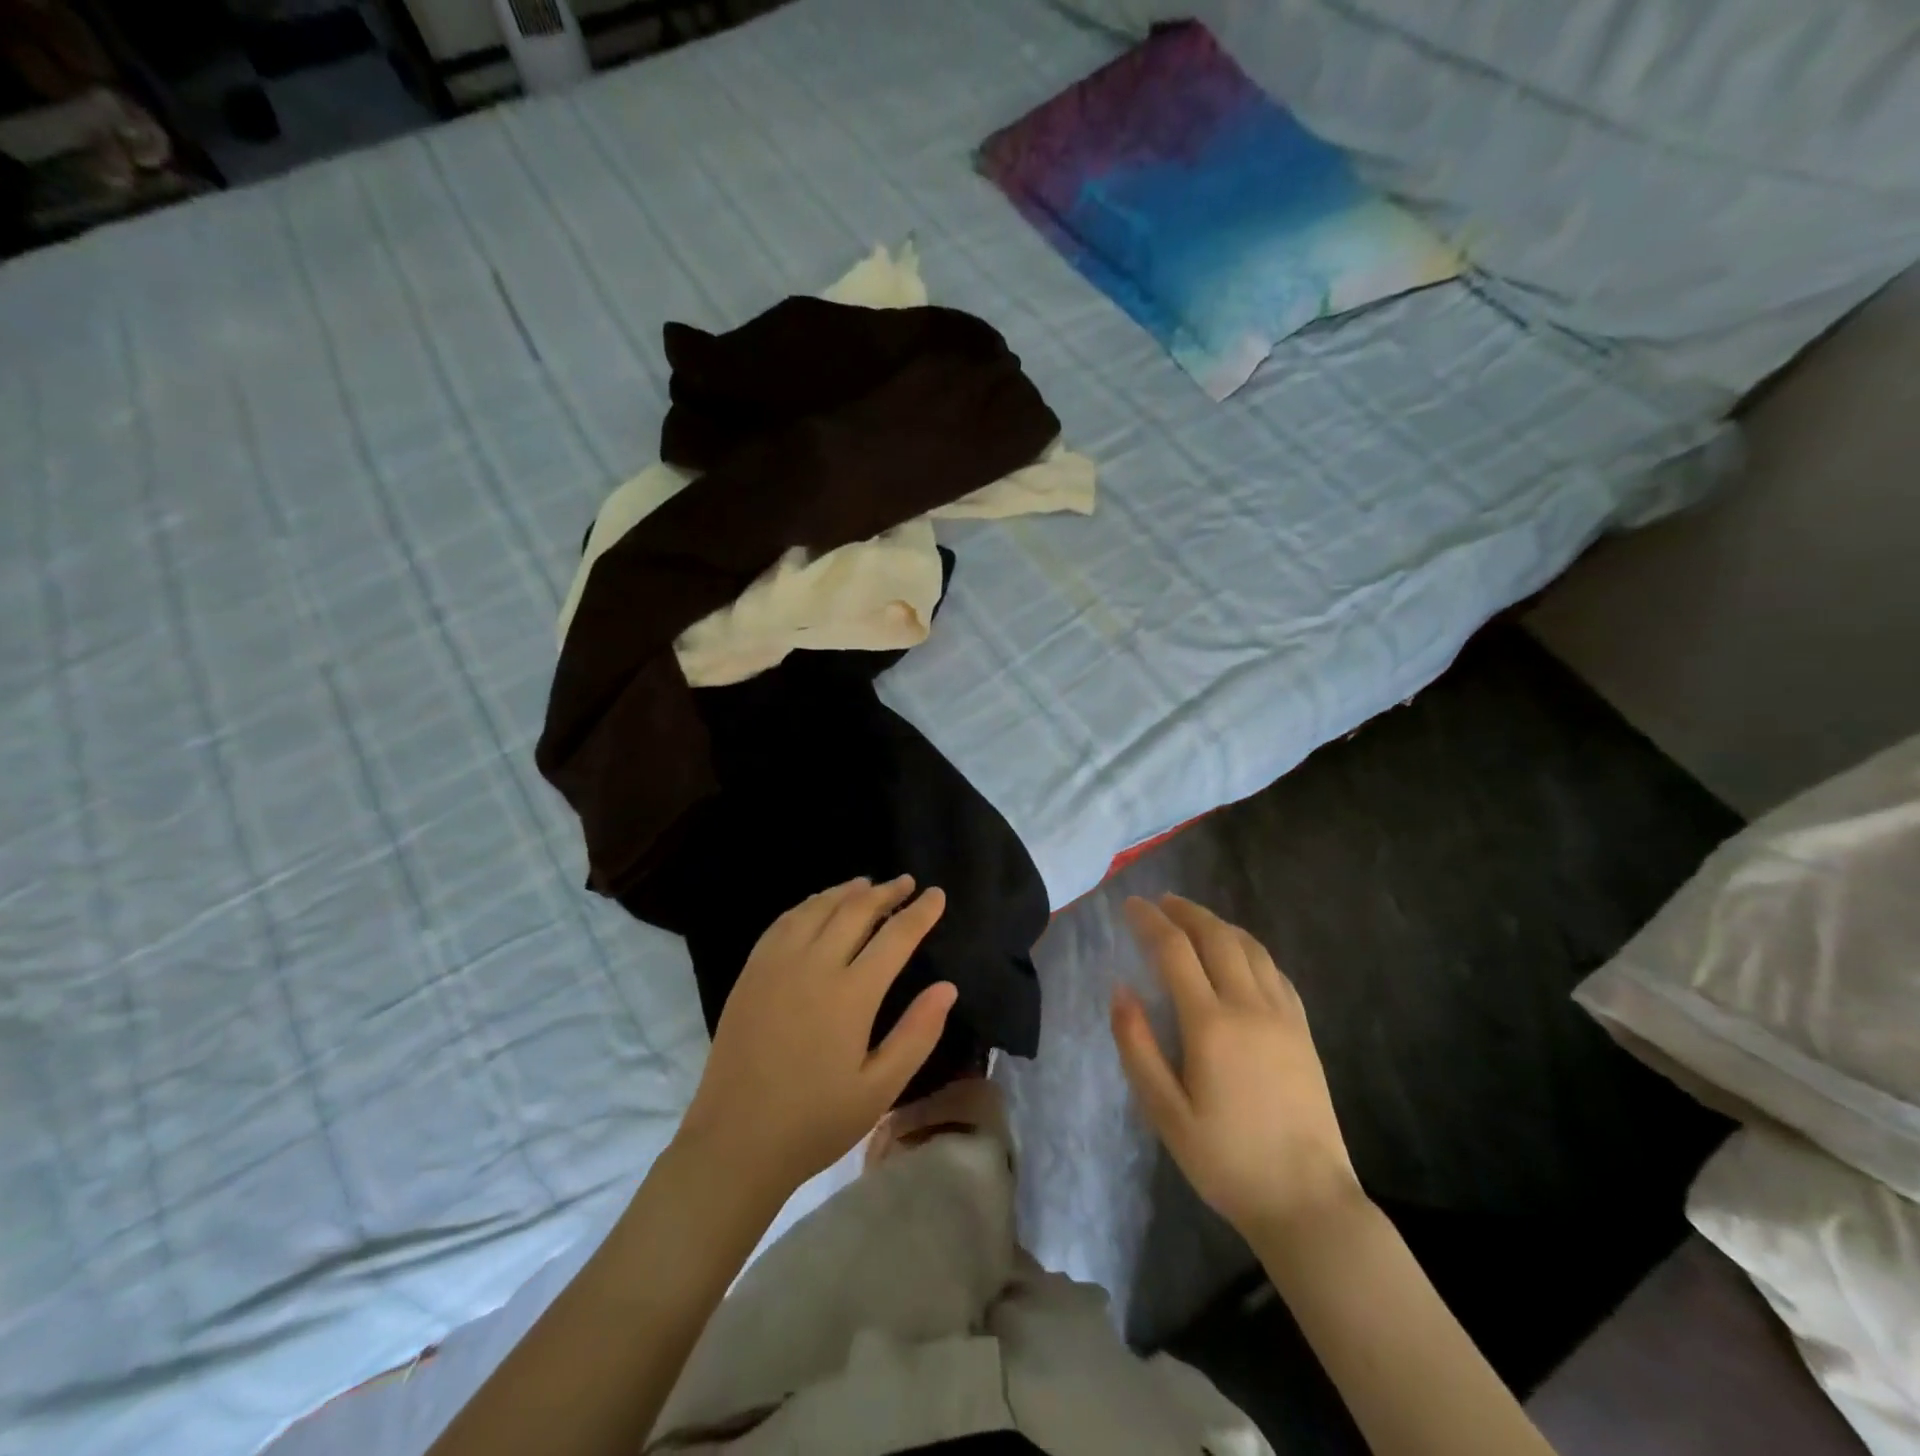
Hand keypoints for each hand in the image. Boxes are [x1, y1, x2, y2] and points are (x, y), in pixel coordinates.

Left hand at [677, 877, 955, 1200]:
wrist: (735, 1142)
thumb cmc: (815, 1122)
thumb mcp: (879, 1090)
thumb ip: (917, 1034)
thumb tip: (947, 987)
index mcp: (851, 994)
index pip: (895, 937)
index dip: (920, 913)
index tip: (937, 895)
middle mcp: (814, 966)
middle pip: (856, 911)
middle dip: (886, 892)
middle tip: (907, 882)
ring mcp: (777, 965)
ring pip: (817, 908)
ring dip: (847, 891)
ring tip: (867, 884)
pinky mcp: (751, 972)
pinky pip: (783, 922)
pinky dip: (808, 905)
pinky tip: (817, 906)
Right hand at [1111, 895, 1362, 1238]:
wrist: (1308, 1201)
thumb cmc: (1226, 1161)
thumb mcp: (1165, 1113)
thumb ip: (1137, 1046)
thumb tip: (1120, 990)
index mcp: (1210, 1025)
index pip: (1174, 951)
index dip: (1150, 921)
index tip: (1130, 905)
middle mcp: (1249, 1007)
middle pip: (1217, 937)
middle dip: (1186, 912)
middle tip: (1161, 901)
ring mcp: (1283, 1016)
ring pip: (1250, 948)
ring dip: (1219, 924)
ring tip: (1194, 918)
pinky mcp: (1303, 1031)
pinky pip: (1275, 971)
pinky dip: (1250, 949)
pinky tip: (1240, 955)